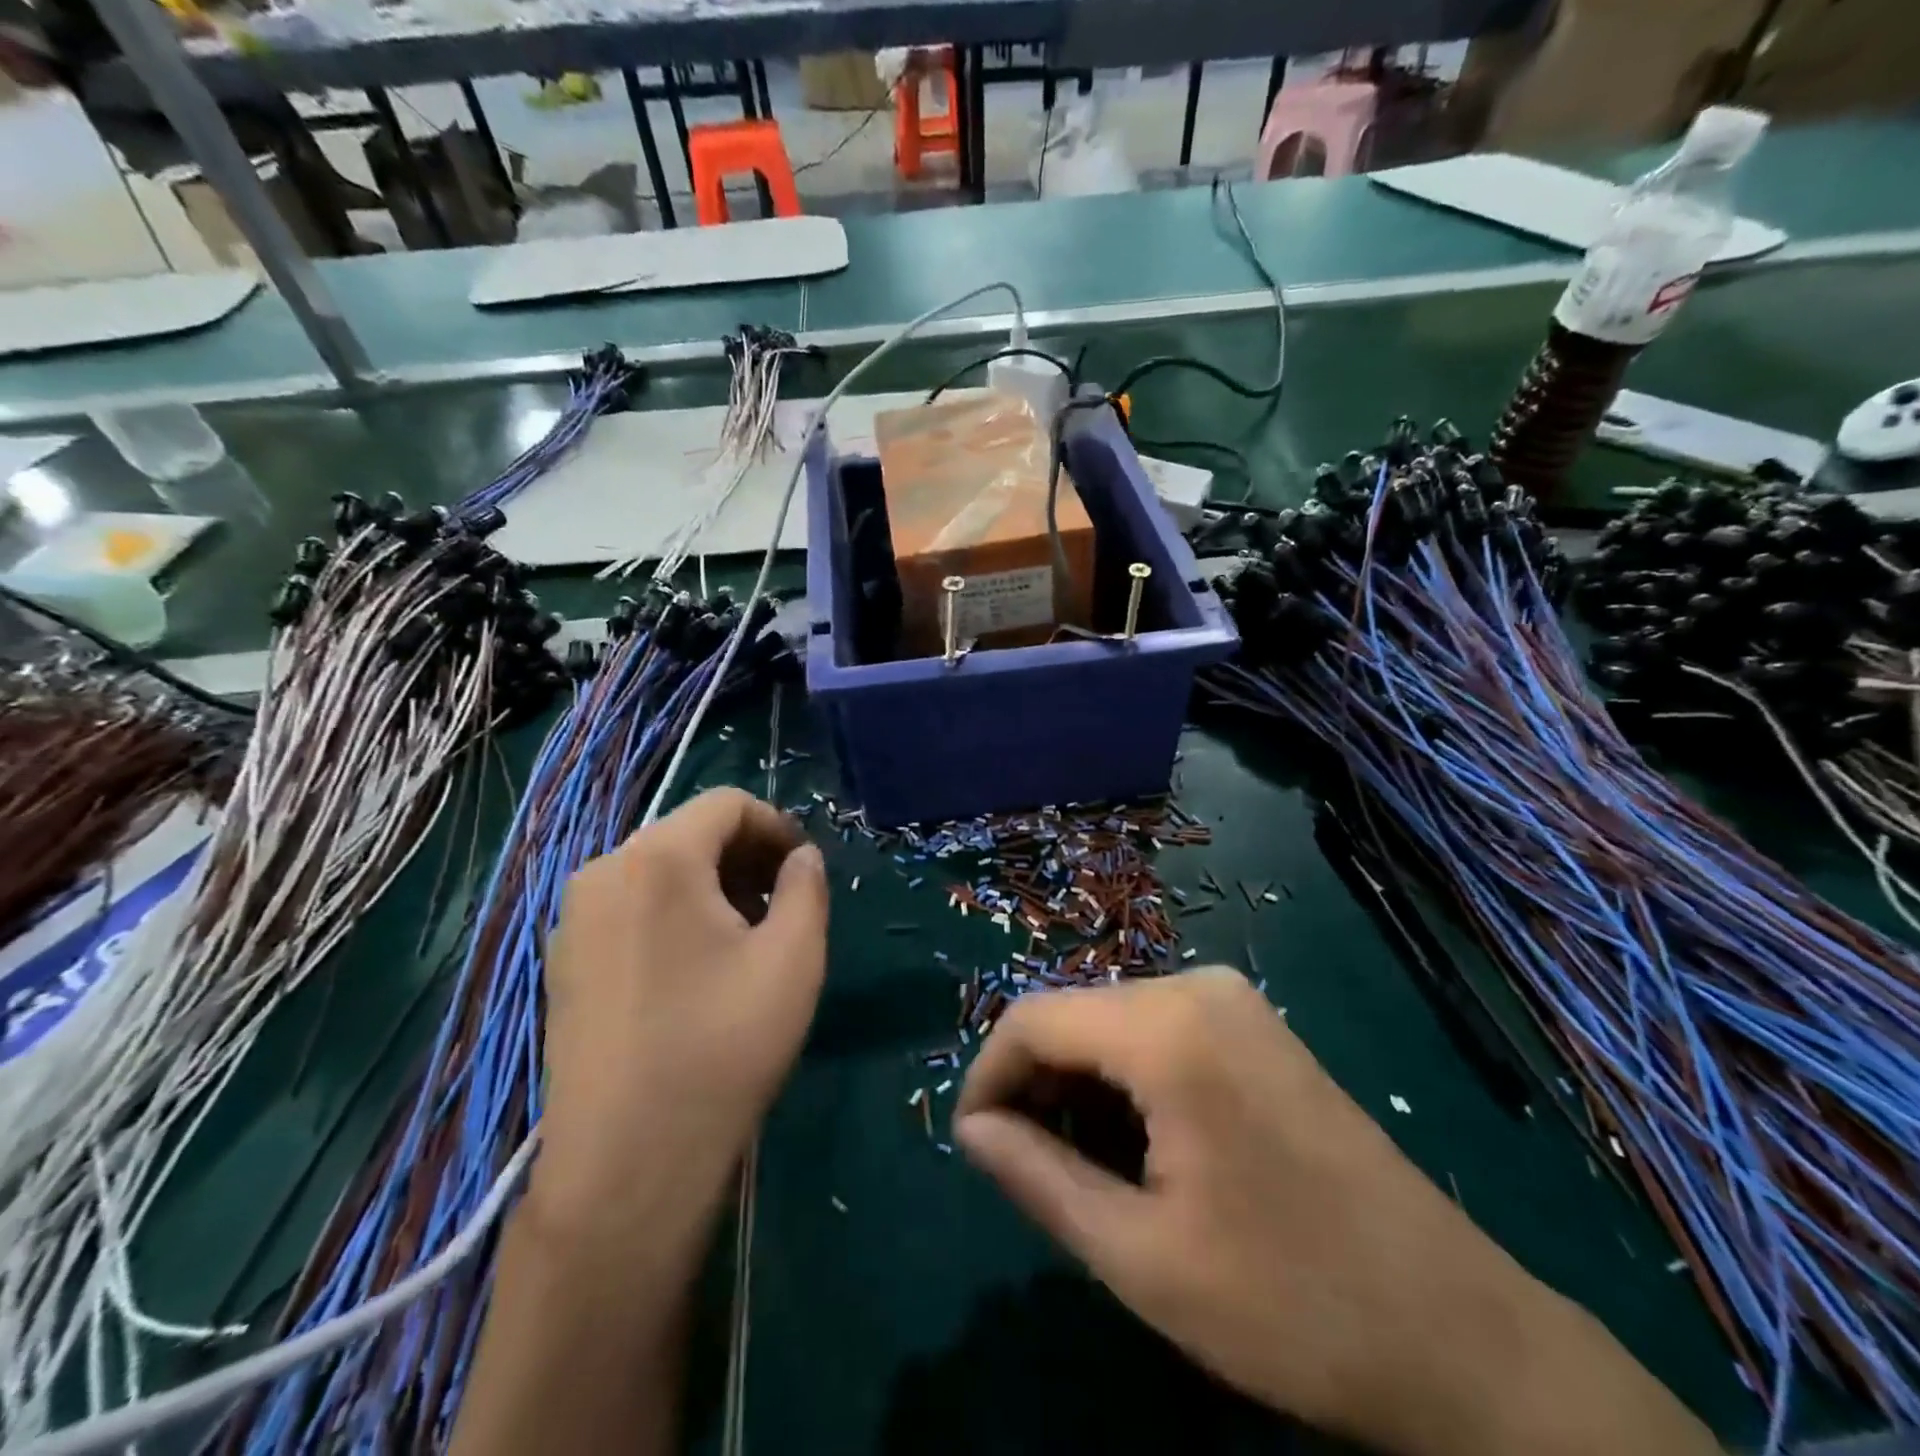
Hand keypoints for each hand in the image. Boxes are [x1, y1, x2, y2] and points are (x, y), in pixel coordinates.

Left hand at [532, 789, 828, 1270]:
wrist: (628, 1163)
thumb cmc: (723, 1045)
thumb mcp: (794, 956)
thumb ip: (807, 886)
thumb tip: (801, 857)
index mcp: (657, 858)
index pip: (727, 804)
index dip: (778, 825)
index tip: (806, 869)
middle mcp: (603, 872)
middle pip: (689, 834)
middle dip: (746, 857)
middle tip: (785, 904)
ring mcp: (574, 919)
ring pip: (659, 871)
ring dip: (714, 886)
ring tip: (749, 937)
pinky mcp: (564, 962)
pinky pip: (630, 908)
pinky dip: (675, 914)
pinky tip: (700, 968)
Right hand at [955, 967, 1719, 1455]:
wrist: (1461, 1334)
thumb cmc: (1290, 1302)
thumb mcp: (1140, 1256)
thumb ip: (1038, 1178)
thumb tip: (972, 1129)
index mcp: (1168, 1028)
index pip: (1033, 1019)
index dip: (989, 1075)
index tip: (975, 1143)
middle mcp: (1197, 986)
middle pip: (1075, 1015)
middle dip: (1037, 1084)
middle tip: (1029, 1168)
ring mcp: (1233, 1000)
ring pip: (1113, 1023)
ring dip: (1081, 1086)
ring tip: (1082, 1167)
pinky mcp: (1255, 1025)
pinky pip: (1159, 1030)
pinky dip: (1126, 1079)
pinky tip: (1139, 1144)